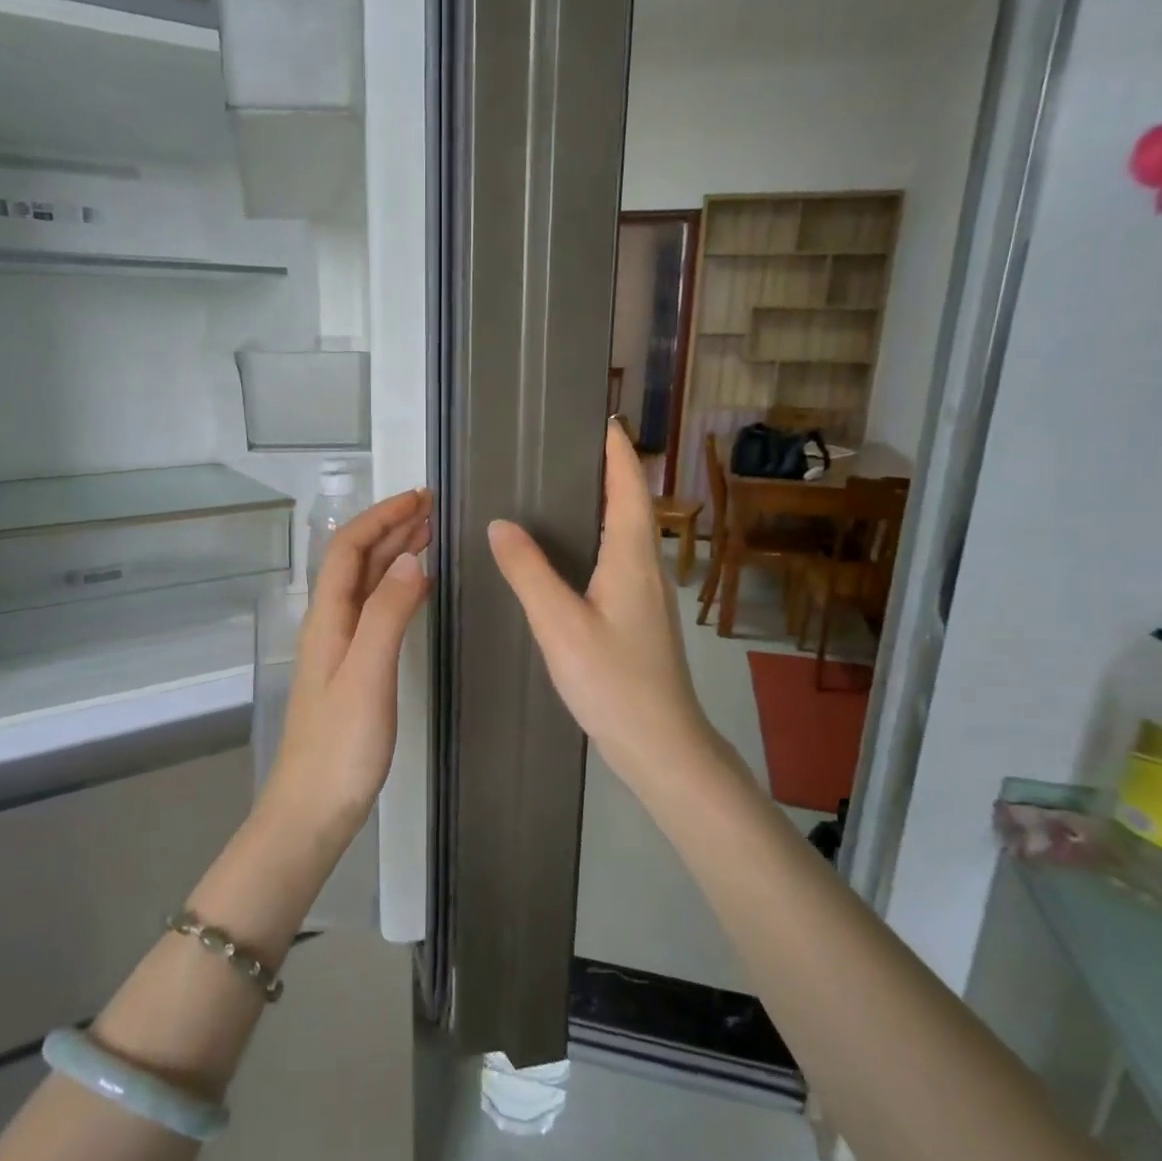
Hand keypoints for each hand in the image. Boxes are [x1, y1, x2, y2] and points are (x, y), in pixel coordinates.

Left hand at [260, 487, 432, 843]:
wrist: (313, 808)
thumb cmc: (341, 744)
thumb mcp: (366, 674)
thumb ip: (387, 614)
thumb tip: (412, 559)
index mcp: (327, 618)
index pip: (349, 549)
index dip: (381, 517)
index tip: (420, 498)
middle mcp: (330, 624)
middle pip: (357, 562)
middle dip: (391, 528)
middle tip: (432, 509)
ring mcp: (340, 648)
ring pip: (367, 585)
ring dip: (395, 554)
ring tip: (430, 535)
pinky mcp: (353, 670)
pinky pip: (376, 611)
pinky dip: (398, 588)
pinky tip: (418, 589)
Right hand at [488, 423, 736, 801]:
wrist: (660, 743)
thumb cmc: (613, 681)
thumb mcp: (560, 625)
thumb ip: (528, 573)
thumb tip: (501, 524)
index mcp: (631, 557)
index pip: (628, 487)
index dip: (617, 450)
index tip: (601, 417)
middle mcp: (646, 567)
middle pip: (631, 504)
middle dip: (607, 470)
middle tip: (565, 449)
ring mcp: (648, 594)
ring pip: (627, 534)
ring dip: (605, 505)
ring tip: (562, 492)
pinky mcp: (641, 618)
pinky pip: (620, 560)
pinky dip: (599, 539)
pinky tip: (572, 556)